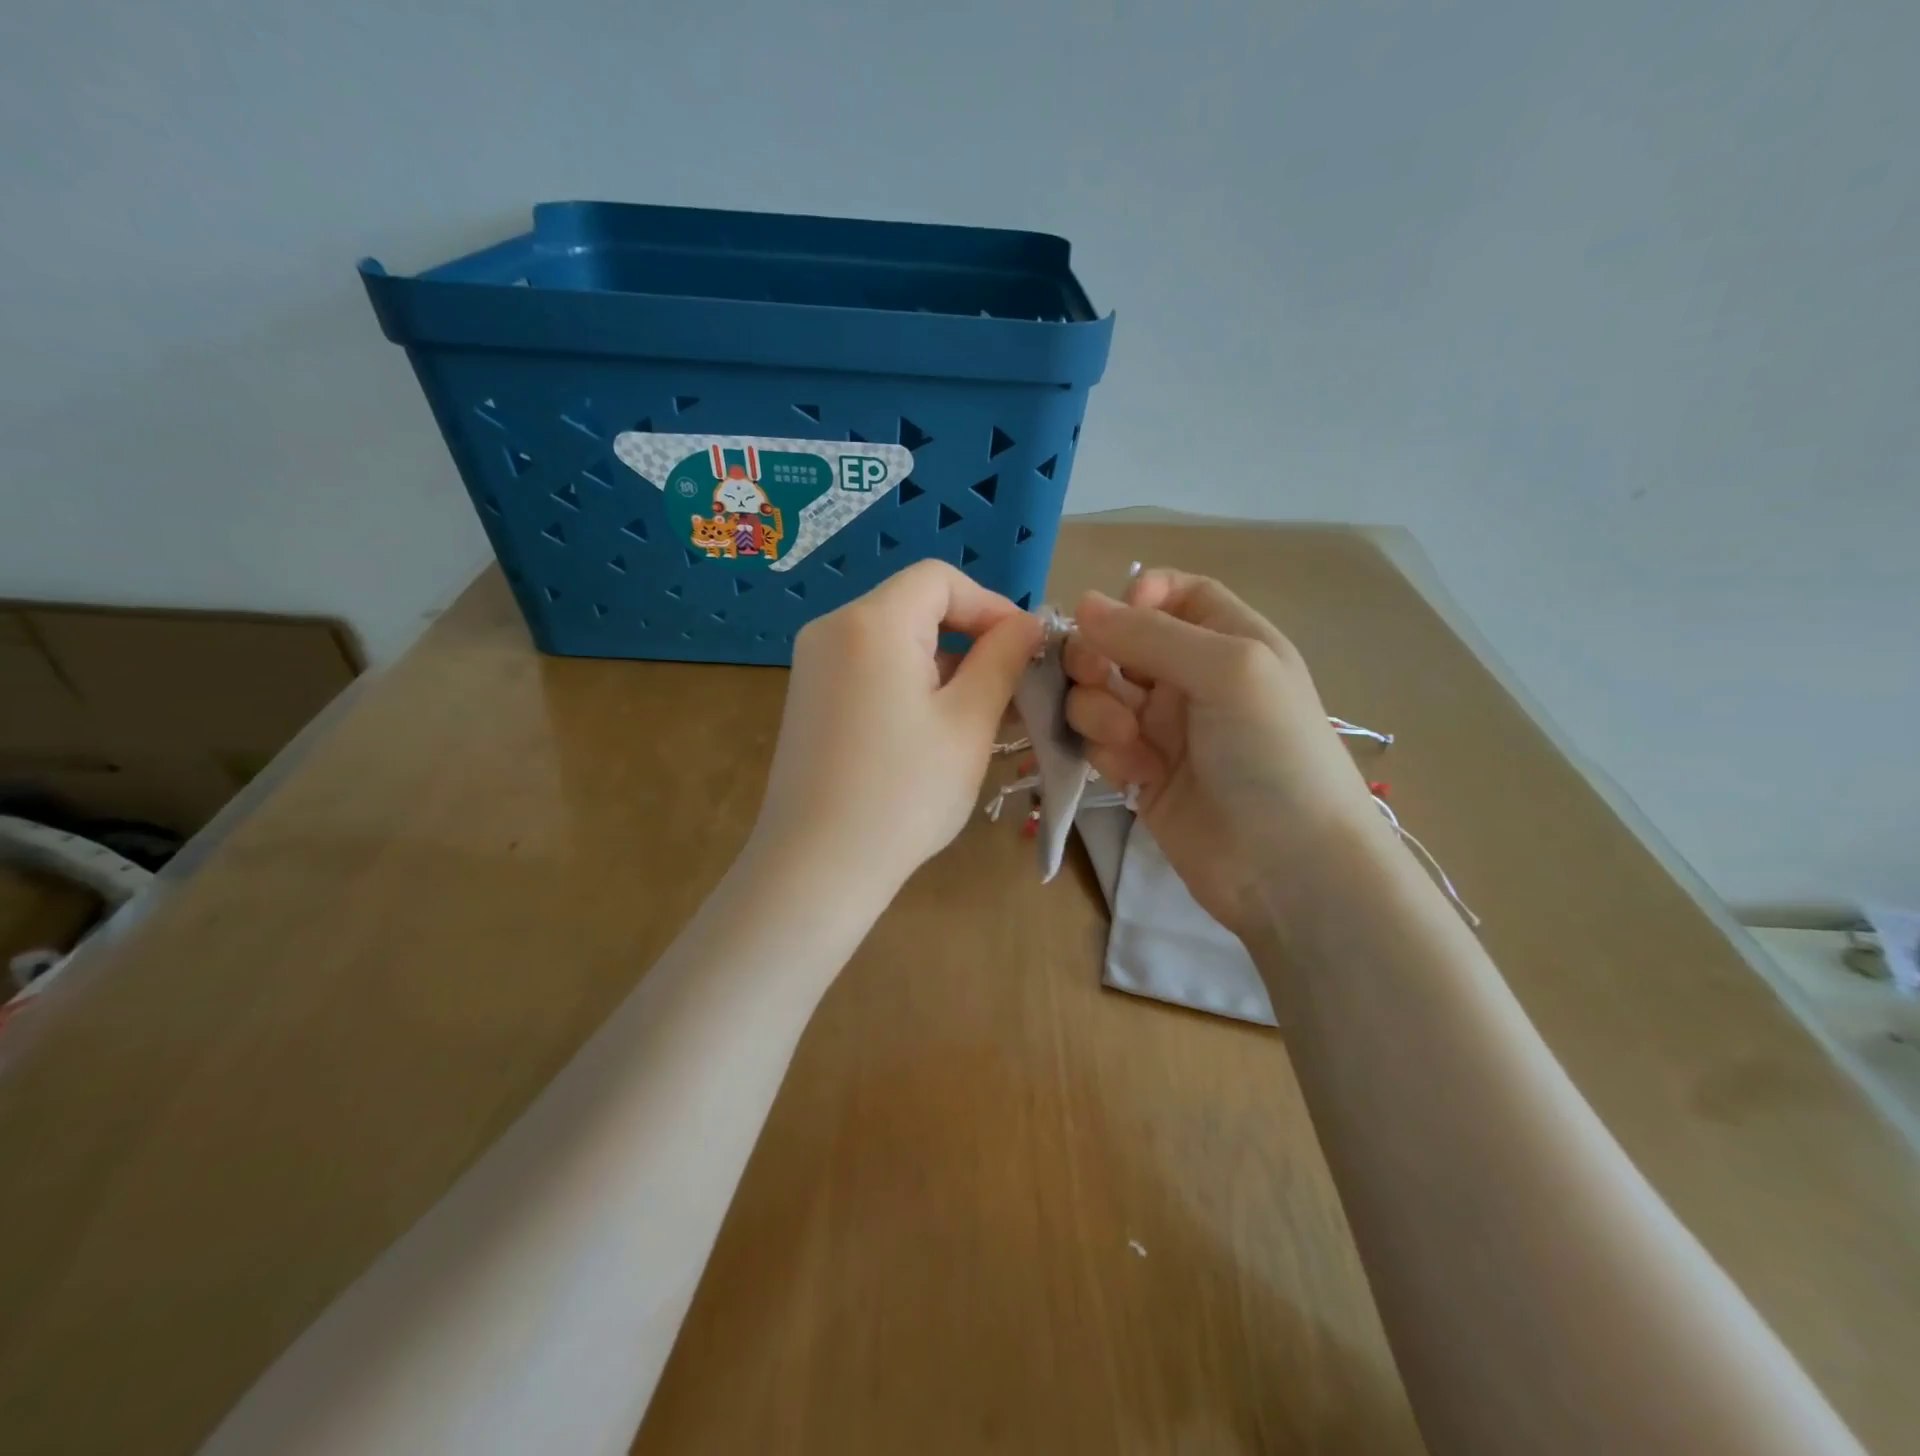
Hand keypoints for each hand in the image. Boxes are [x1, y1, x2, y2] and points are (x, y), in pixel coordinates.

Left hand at [752, 561, 1042, 898]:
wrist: (816, 867)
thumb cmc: (903, 793)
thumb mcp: (968, 722)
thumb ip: (1002, 660)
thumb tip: (1028, 624)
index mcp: (871, 622)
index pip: (940, 579)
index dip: (991, 605)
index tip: (1025, 649)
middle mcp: (832, 629)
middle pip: (915, 606)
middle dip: (971, 638)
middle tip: (1011, 687)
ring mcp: (813, 665)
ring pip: (894, 640)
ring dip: (944, 665)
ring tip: (983, 714)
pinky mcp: (809, 699)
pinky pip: (870, 668)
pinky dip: (910, 683)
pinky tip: (936, 729)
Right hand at [1062, 569, 1377, 937]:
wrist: (1288, 868)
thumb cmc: (1274, 754)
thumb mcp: (1229, 670)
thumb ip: (1152, 633)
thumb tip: (1083, 603)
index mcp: (1227, 641)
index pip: (1173, 595)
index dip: (1138, 598)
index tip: (1113, 618)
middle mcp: (1191, 678)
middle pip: (1120, 642)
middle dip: (1096, 654)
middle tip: (1093, 676)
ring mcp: (1163, 728)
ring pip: (1099, 692)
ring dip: (1097, 708)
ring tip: (1126, 738)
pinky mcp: (1139, 773)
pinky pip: (1099, 742)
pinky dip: (1106, 750)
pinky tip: (1134, 775)